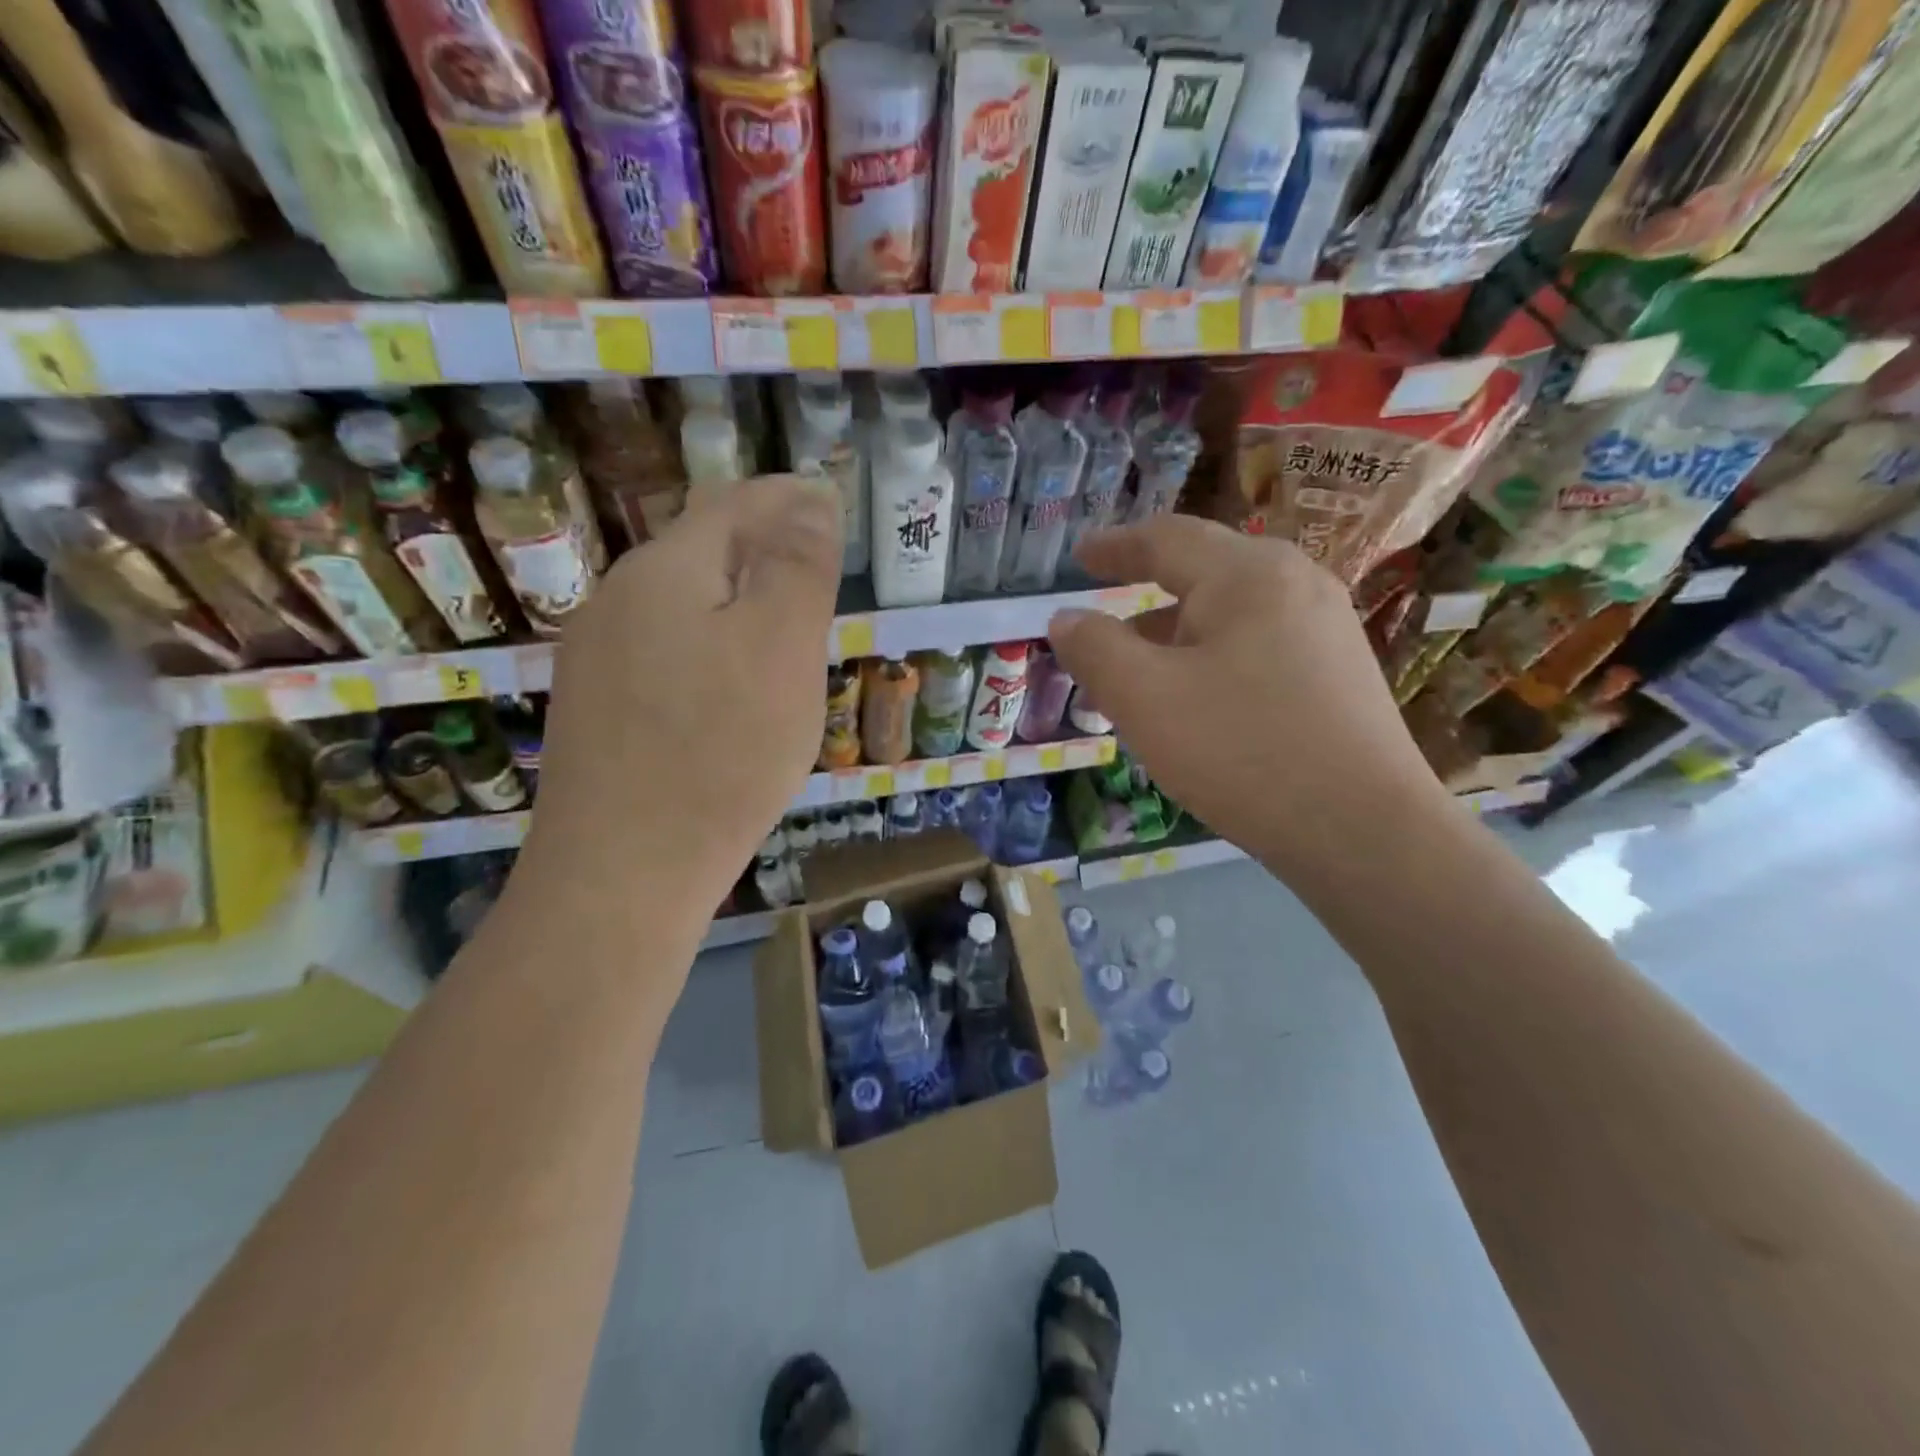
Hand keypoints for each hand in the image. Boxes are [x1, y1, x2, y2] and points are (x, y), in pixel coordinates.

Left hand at [521, 476, 842, 910]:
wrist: (623, 871)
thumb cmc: (721, 751)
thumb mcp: (781, 648)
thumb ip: (797, 566)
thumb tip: (808, 500)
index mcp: (664, 571)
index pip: (733, 504)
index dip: (788, 499)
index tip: (831, 506)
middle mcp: (617, 600)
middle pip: (703, 552)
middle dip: (764, 550)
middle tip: (819, 574)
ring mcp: (598, 658)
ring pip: (685, 606)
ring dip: (739, 603)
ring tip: (786, 631)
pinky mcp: (598, 709)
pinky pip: (667, 653)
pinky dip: (712, 648)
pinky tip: (731, 688)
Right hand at [1047, 516, 1449, 877]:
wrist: (1364, 831)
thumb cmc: (1241, 751)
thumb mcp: (1144, 698)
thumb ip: (1094, 649)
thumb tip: (1065, 618)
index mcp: (1247, 574)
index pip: (1166, 538)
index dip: (1114, 546)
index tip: (1078, 556)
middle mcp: (1295, 583)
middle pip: (1203, 572)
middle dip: (1144, 596)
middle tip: (1101, 624)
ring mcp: (1326, 628)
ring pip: (1230, 614)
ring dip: (1175, 635)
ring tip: (1138, 675)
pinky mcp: (1340, 672)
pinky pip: (1258, 644)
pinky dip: (1211, 658)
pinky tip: (1196, 702)